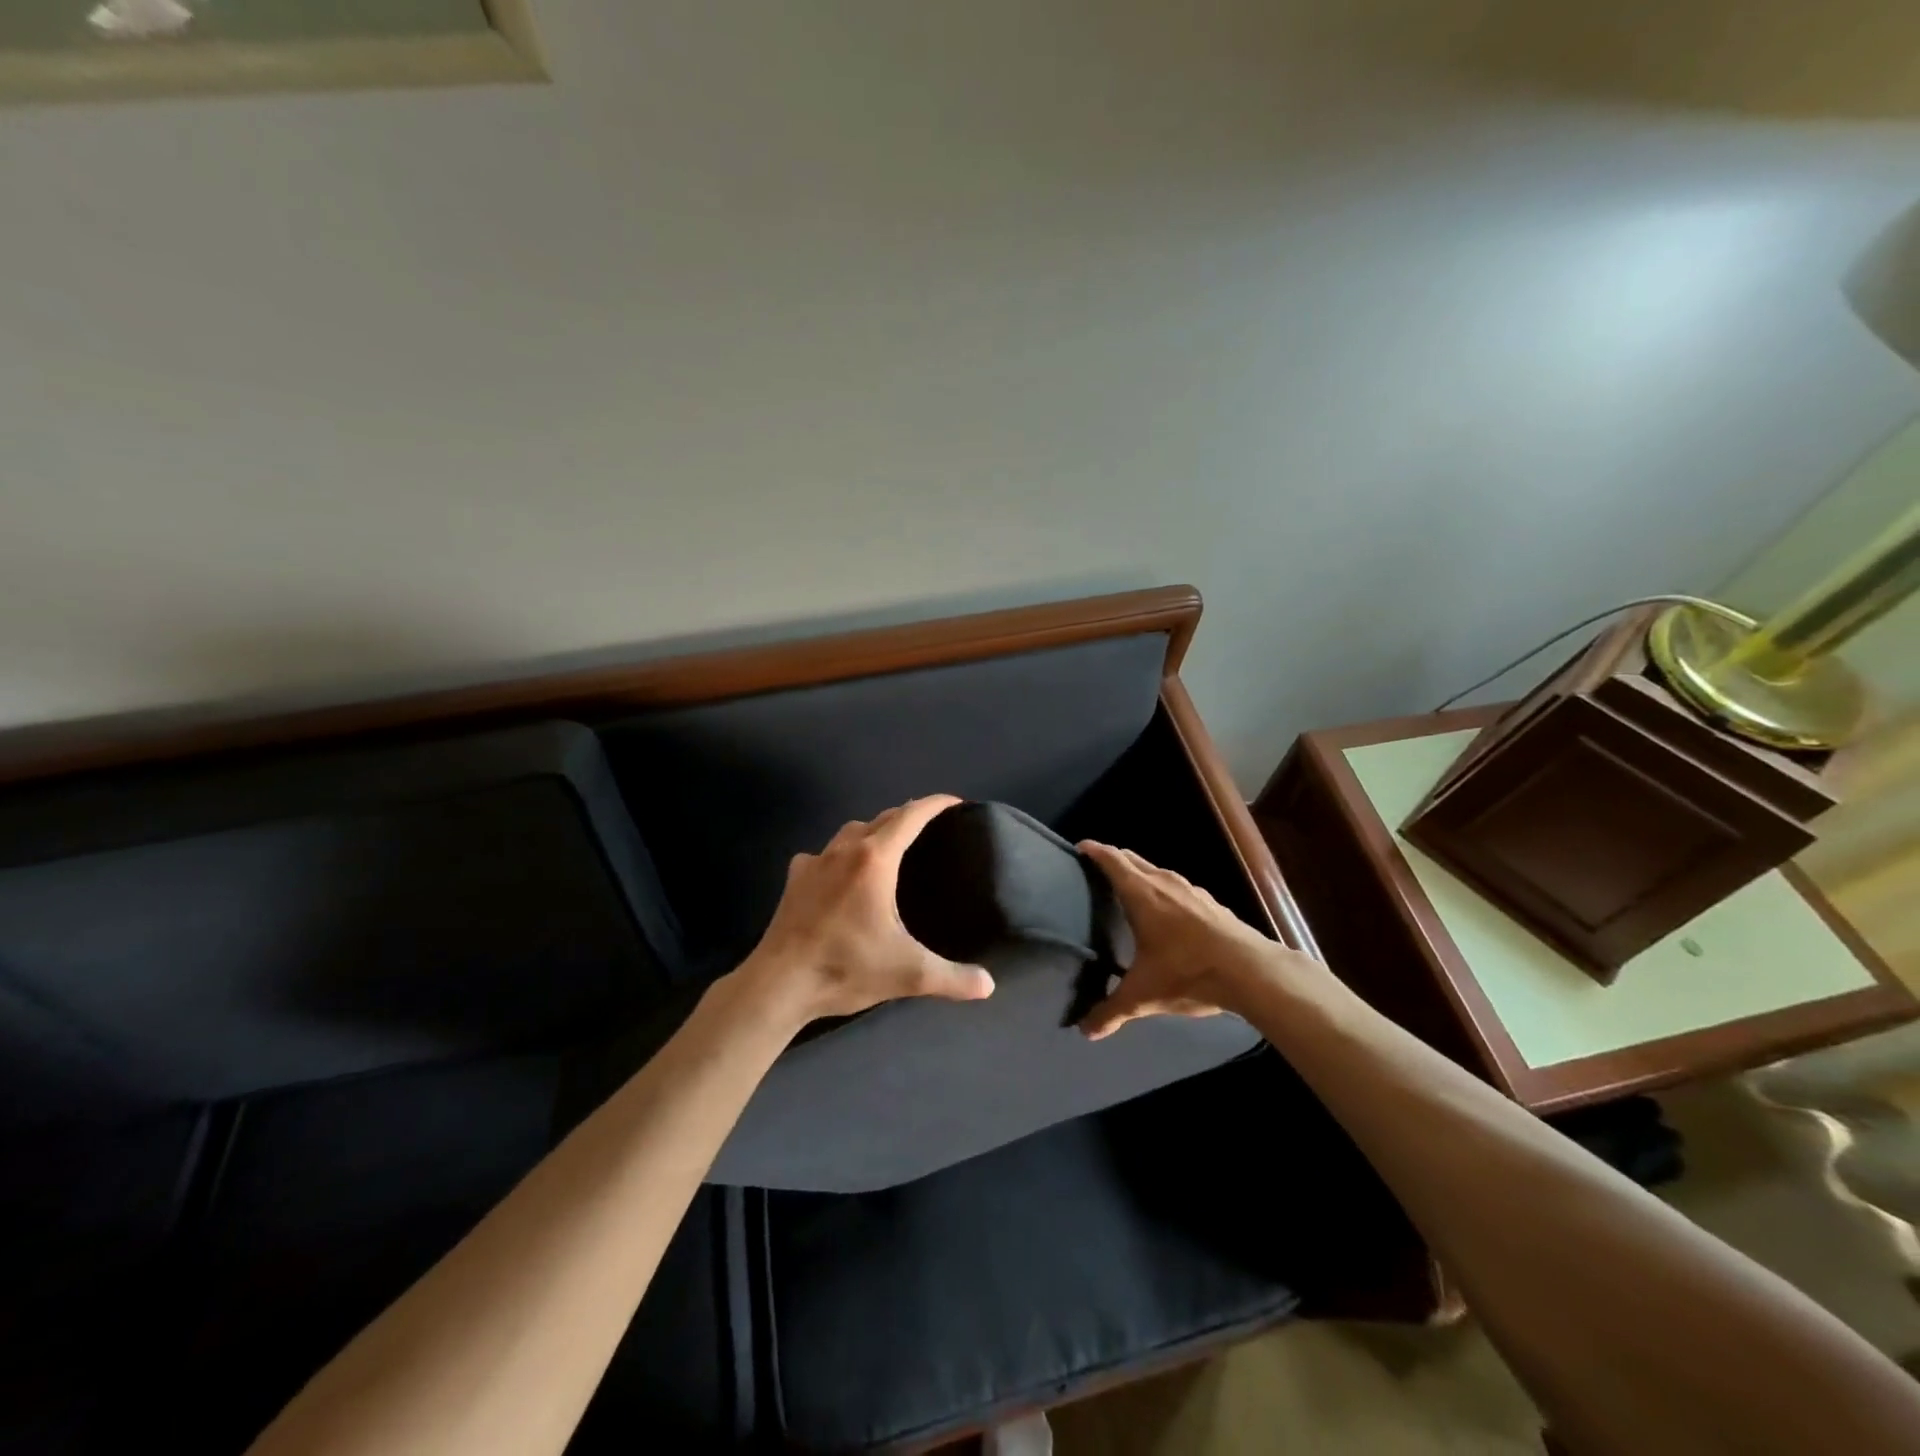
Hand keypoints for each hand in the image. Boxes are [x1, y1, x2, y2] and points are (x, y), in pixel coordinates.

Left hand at [738, 794, 995, 1026]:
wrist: (778, 983)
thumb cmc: (845, 967)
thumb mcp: (908, 974)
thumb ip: (953, 978)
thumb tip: (988, 986)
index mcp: (875, 860)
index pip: (911, 816)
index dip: (935, 804)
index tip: (956, 802)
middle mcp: (845, 850)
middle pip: (882, 819)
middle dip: (908, 816)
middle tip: (930, 828)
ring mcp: (815, 862)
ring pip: (851, 832)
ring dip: (873, 831)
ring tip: (889, 847)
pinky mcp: (795, 880)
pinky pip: (823, 854)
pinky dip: (840, 855)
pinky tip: (841, 875)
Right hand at [1076, 840, 1328, 1039]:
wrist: (1251, 971)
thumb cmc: (1187, 973)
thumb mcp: (1143, 996)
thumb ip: (1111, 1011)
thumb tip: (1085, 1032)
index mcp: (1142, 894)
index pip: (1112, 861)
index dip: (1095, 851)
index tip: (1081, 847)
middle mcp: (1164, 883)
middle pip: (1134, 859)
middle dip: (1115, 859)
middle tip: (1098, 869)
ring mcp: (1191, 890)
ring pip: (1158, 871)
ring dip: (1142, 874)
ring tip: (1130, 891)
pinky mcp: (1212, 903)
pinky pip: (1179, 887)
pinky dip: (1165, 890)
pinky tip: (1169, 912)